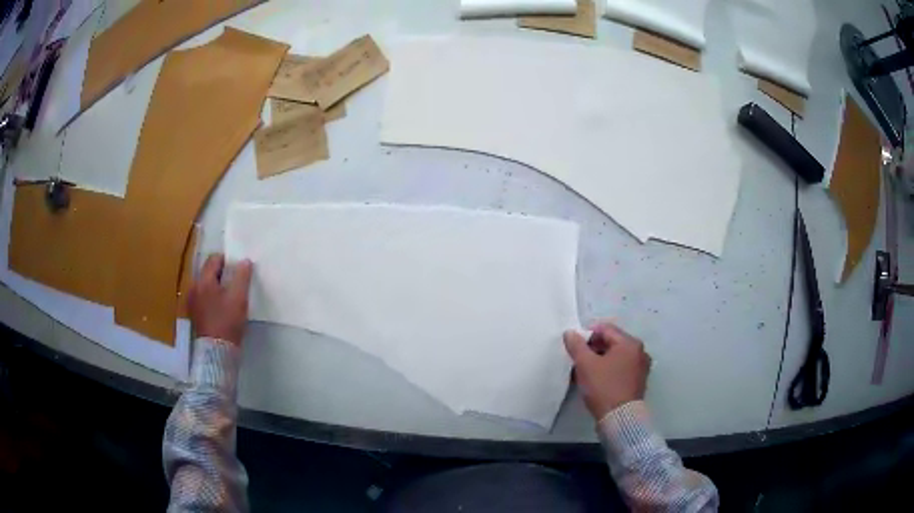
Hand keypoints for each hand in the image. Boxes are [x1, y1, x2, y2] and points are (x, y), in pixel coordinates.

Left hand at [188, 253, 252, 345]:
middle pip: (208, 271)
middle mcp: (193, 287)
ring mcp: (191, 301)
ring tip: (228, 296)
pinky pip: (202, 297)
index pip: (214, 259)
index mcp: (203, 280)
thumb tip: (245, 261)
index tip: (238, 270)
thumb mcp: (239, 297)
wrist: (216, 351)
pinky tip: (220, 307)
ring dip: (216, 286)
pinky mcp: (193, 313)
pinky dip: (211, 297)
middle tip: (235, 283)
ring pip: (205, 285)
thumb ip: (242, 276)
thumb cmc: (227, 321)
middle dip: (221, 274)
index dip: (228, 260)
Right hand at [563, 322, 651, 419]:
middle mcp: (640, 351)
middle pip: (612, 342)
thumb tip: (570, 333)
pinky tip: (596, 380)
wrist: (620, 418)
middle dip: (593, 348)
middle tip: (578, 360)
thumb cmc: (604, 387)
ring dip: (600, 360)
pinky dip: (609, 369)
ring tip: (584, 371)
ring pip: (616, 356)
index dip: (587, 334)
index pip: (605, 329)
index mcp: (630, 343)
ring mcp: (641, 367)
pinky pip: (621, 368)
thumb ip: (577, 346)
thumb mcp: (585, 365)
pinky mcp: (638, 381)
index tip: (574, 346)